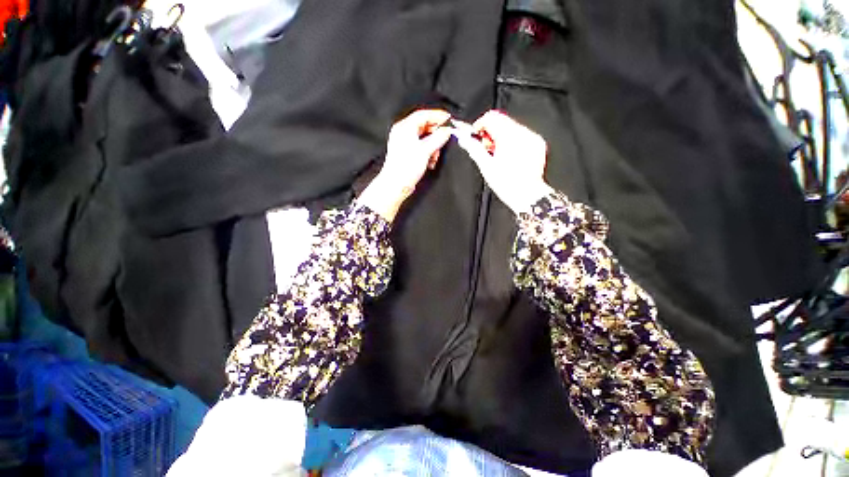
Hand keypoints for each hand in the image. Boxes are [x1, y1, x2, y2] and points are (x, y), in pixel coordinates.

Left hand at [357, 109, 451, 221]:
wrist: (396, 184)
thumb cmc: (405, 168)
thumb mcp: (426, 150)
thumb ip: (438, 138)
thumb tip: (447, 131)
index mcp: (404, 127)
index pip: (423, 115)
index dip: (437, 116)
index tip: (449, 120)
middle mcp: (403, 133)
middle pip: (424, 126)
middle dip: (436, 134)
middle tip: (444, 140)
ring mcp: (404, 143)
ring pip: (424, 138)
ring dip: (433, 145)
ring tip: (435, 155)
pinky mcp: (406, 153)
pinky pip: (420, 147)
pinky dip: (428, 152)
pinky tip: (431, 161)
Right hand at [454, 110, 553, 213]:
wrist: (528, 195)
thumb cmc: (507, 184)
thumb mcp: (486, 166)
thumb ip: (474, 148)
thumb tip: (463, 138)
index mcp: (508, 137)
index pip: (491, 117)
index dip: (480, 125)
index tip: (475, 136)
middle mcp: (522, 133)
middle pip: (501, 121)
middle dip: (490, 132)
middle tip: (486, 148)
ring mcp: (532, 137)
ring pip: (511, 127)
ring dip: (501, 136)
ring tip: (497, 154)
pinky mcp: (537, 143)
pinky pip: (522, 134)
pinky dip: (512, 140)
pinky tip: (509, 155)